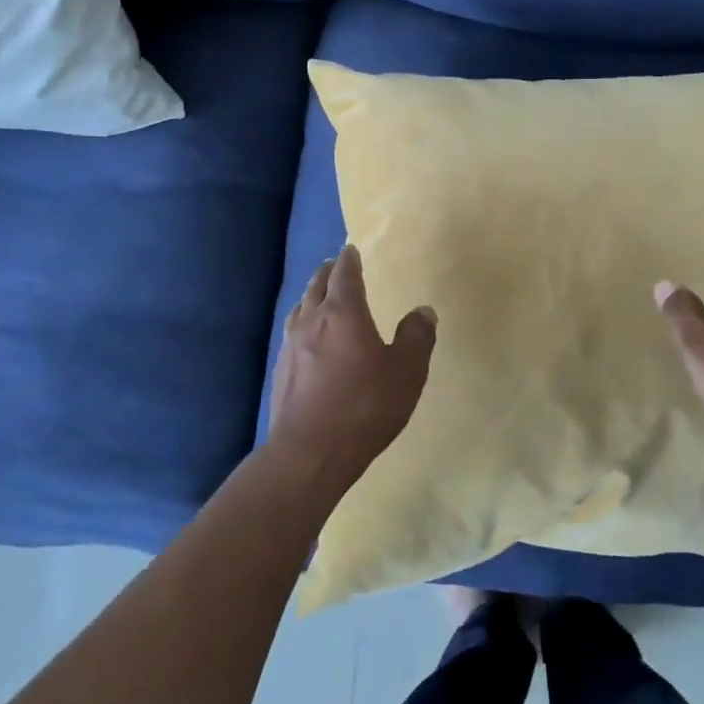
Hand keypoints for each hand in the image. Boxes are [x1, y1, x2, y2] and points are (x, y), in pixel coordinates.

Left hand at [265, 245, 437, 503]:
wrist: (309, 453)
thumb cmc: (364, 406)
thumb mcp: (406, 372)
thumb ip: (416, 337)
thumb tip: (423, 310)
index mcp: (343, 312)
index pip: (345, 274)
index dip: (350, 260)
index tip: (352, 249)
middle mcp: (312, 320)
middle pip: (318, 285)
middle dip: (328, 272)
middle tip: (336, 264)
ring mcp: (291, 346)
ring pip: (301, 307)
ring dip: (311, 294)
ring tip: (319, 294)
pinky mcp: (281, 371)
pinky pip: (292, 332)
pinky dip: (302, 322)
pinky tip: (306, 337)